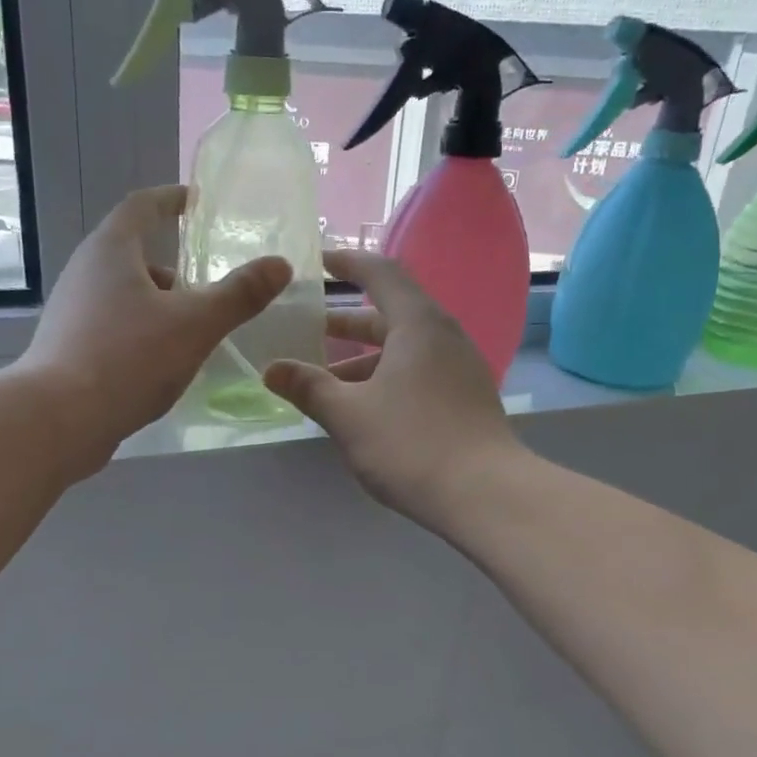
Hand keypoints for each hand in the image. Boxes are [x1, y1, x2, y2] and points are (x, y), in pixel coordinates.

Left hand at [18, 185, 291, 475]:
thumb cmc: (128, 359)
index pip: (142, 206)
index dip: (172, 200)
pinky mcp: (68, 348)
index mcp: (111, 251)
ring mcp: (72, 312)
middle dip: (174, 268)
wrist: (59, 419)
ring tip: (192, 332)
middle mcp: (84, 272)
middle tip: (207, 287)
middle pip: (133, 255)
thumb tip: (280, 265)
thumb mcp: (195, 325)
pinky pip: (113, 327)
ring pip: (124, 296)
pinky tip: (161, 364)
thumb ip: (239, 295)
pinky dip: (142, 333)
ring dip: (159, 305)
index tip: (197, 202)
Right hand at [263, 250, 522, 528]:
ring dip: (362, 359)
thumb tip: (271, 369)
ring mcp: (459, 369)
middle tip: (309, 328)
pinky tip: (361, 408)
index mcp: (419, 325)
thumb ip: (308, 387)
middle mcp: (444, 337)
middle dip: (347, 322)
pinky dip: (385, 379)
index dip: (349, 264)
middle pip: (391, 315)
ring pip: (403, 350)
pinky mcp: (464, 399)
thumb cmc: (411, 443)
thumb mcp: (348, 415)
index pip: (382, 275)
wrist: (484, 495)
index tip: (321, 262)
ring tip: (324, 380)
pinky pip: (418, 373)